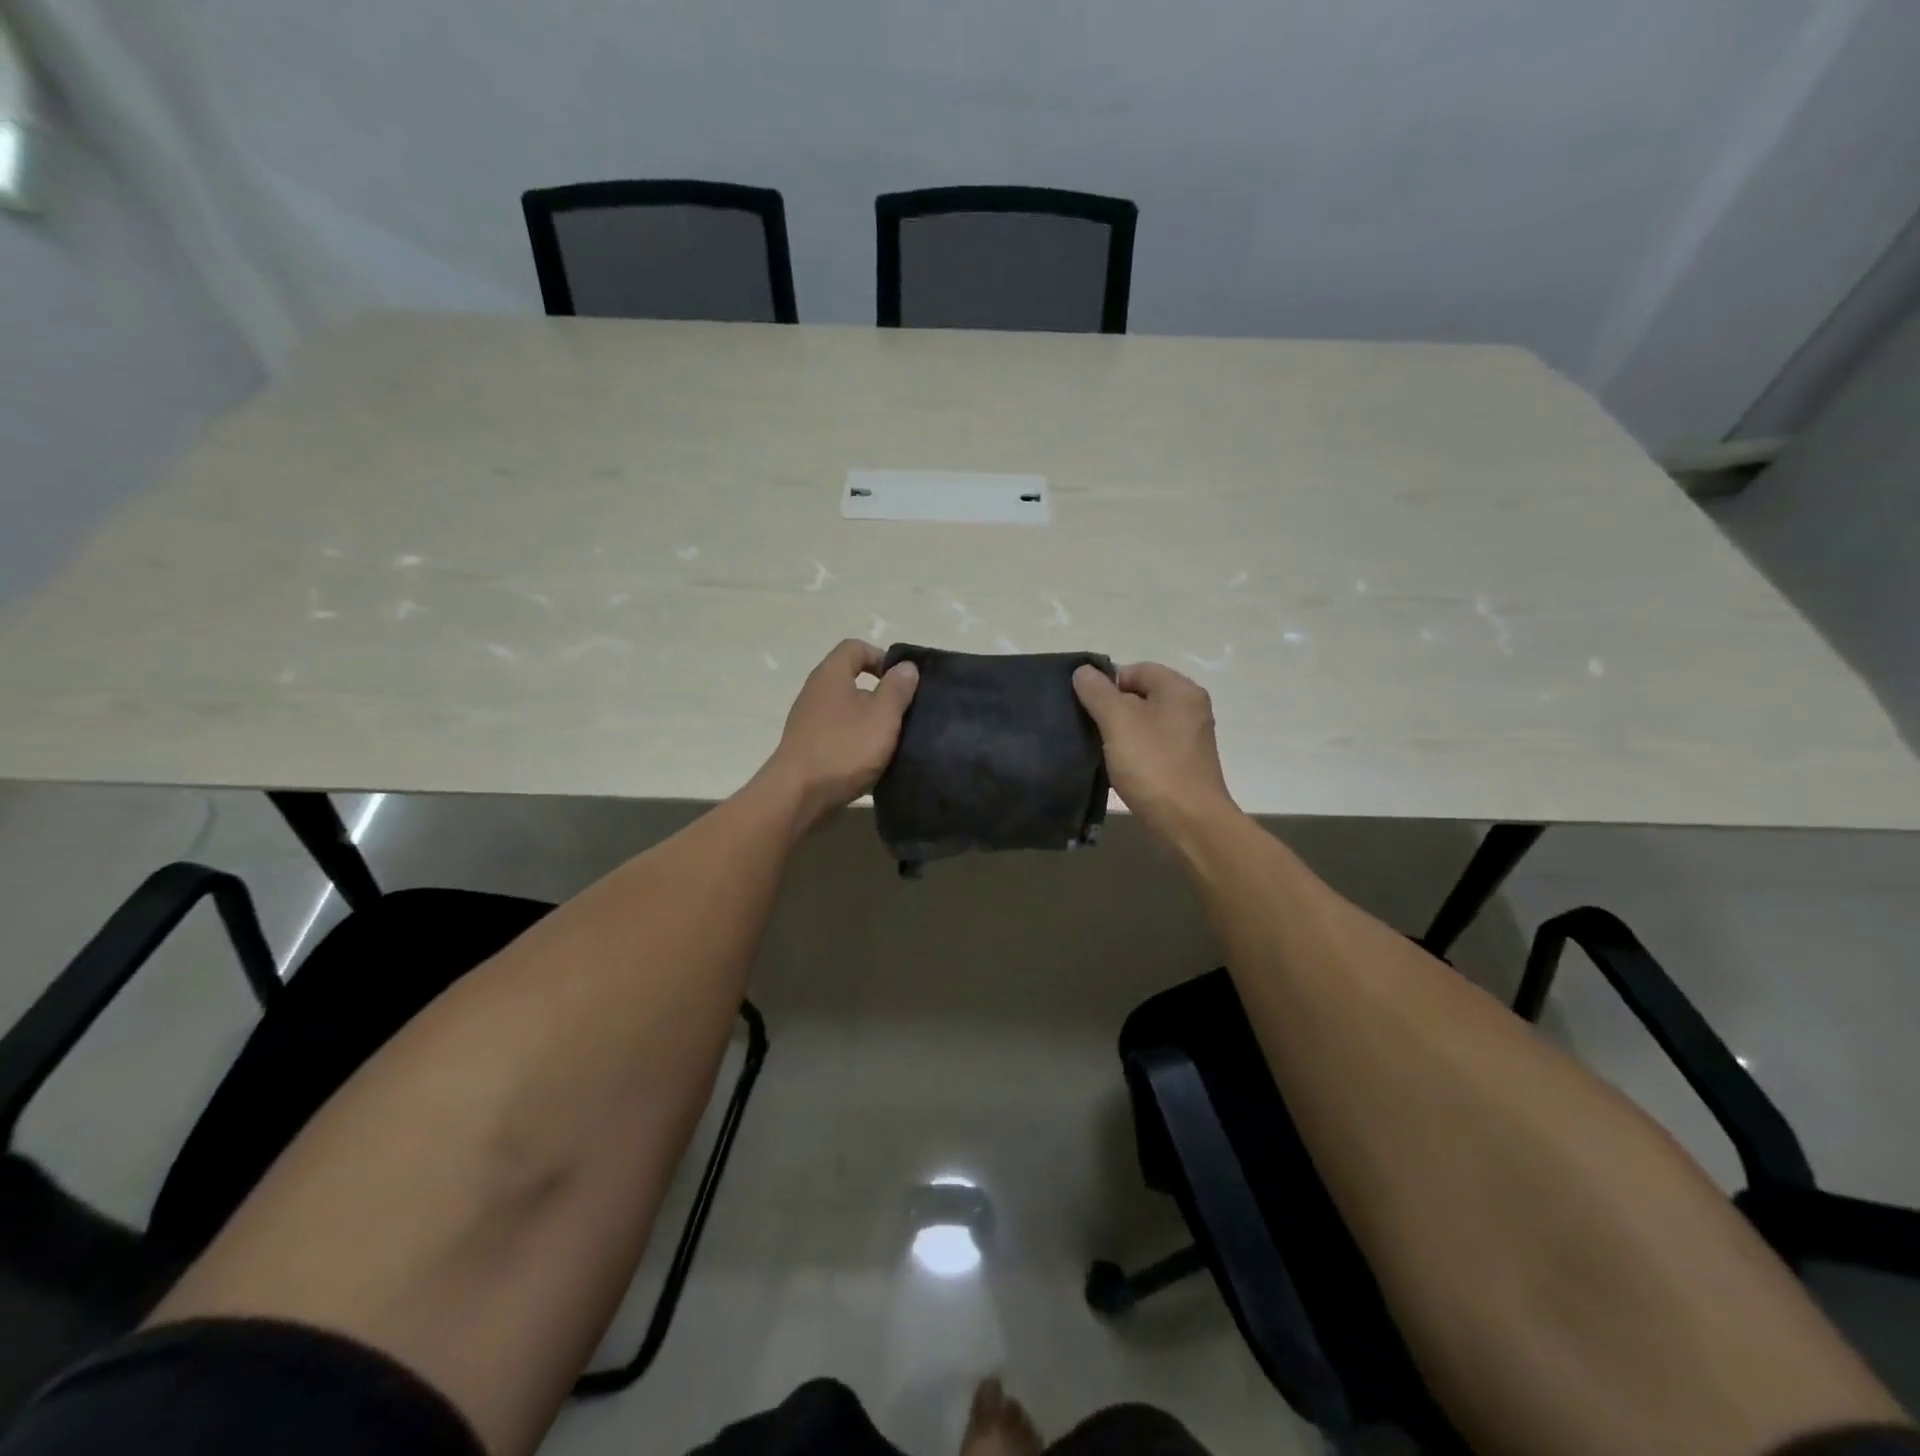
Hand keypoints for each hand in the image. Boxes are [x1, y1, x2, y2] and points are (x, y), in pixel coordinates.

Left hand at [758, 639, 918, 830]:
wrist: (798, 796)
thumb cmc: (844, 749)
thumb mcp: (882, 716)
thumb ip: (897, 689)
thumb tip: (906, 666)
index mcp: (831, 674)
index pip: (855, 647)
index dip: (882, 657)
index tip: (901, 682)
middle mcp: (815, 691)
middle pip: (850, 678)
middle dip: (879, 692)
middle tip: (902, 713)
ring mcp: (808, 719)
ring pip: (845, 708)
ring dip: (868, 720)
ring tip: (890, 739)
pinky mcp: (807, 746)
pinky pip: (837, 733)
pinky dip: (855, 740)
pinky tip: (870, 760)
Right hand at [1073, 661, 1235, 837]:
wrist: (1188, 823)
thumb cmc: (1154, 765)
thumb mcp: (1118, 721)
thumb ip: (1098, 692)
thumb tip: (1083, 672)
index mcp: (1180, 691)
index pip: (1138, 669)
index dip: (1108, 682)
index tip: (1086, 705)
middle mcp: (1190, 710)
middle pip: (1141, 696)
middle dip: (1112, 708)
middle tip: (1088, 727)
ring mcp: (1189, 740)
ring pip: (1144, 724)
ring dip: (1120, 733)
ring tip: (1098, 749)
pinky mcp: (1183, 766)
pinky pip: (1151, 748)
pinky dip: (1132, 754)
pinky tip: (1116, 769)